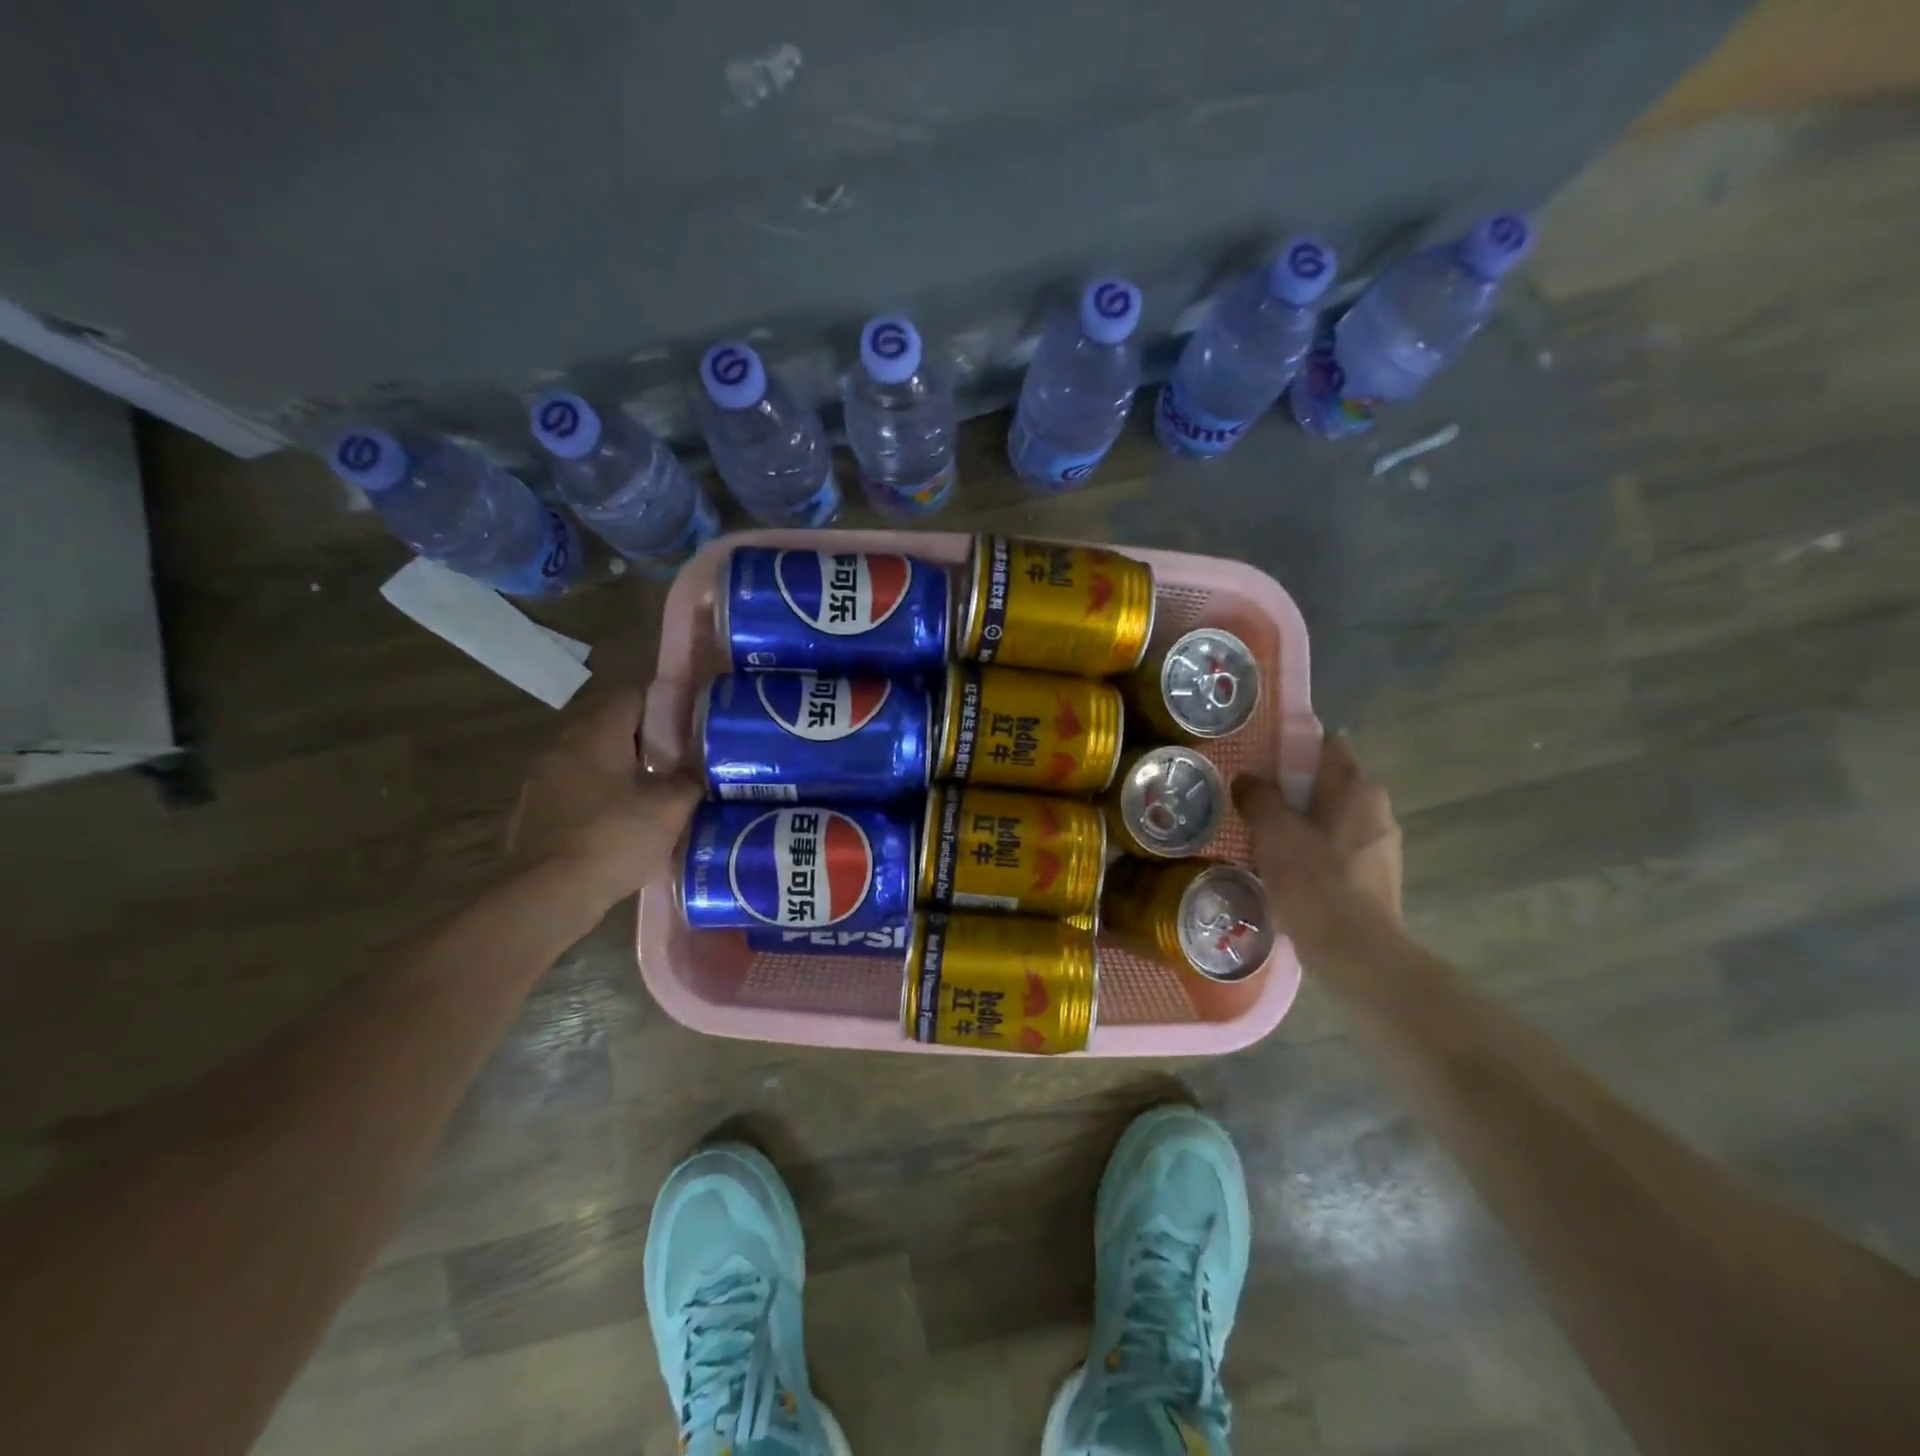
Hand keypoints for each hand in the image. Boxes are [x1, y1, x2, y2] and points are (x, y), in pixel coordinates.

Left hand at [507, 687, 700, 908]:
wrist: (548, 894)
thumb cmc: (615, 838)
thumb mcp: (670, 809)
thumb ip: (689, 781)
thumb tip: (697, 770)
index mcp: (597, 734)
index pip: (631, 696)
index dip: (662, 707)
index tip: (686, 731)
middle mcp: (563, 746)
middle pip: (609, 728)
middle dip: (643, 743)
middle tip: (675, 767)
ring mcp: (542, 779)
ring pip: (590, 761)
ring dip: (618, 772)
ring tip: (649, 799)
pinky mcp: (533, 811)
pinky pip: (574, 791)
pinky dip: (597, 799)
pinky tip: (617, 827)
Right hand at [1233, 734, 1402, 946]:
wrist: (1357, 954)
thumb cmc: (1315, 882)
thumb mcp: (1274, 833)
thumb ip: (1258, 797)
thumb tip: (1247, 780)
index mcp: (1357, 788)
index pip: (1324, 745)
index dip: (1290, 746)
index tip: (1257, 761)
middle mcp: (1376, 808)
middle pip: (1326, 783)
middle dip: (1289, 789)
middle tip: (1250, 801)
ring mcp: (1380, 845)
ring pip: (1329, 818)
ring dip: (1298, 822)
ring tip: (1260, 838)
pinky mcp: (1375, 877)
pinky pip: (1335, 848)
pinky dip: (1310, 850)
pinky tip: (1284, 870)